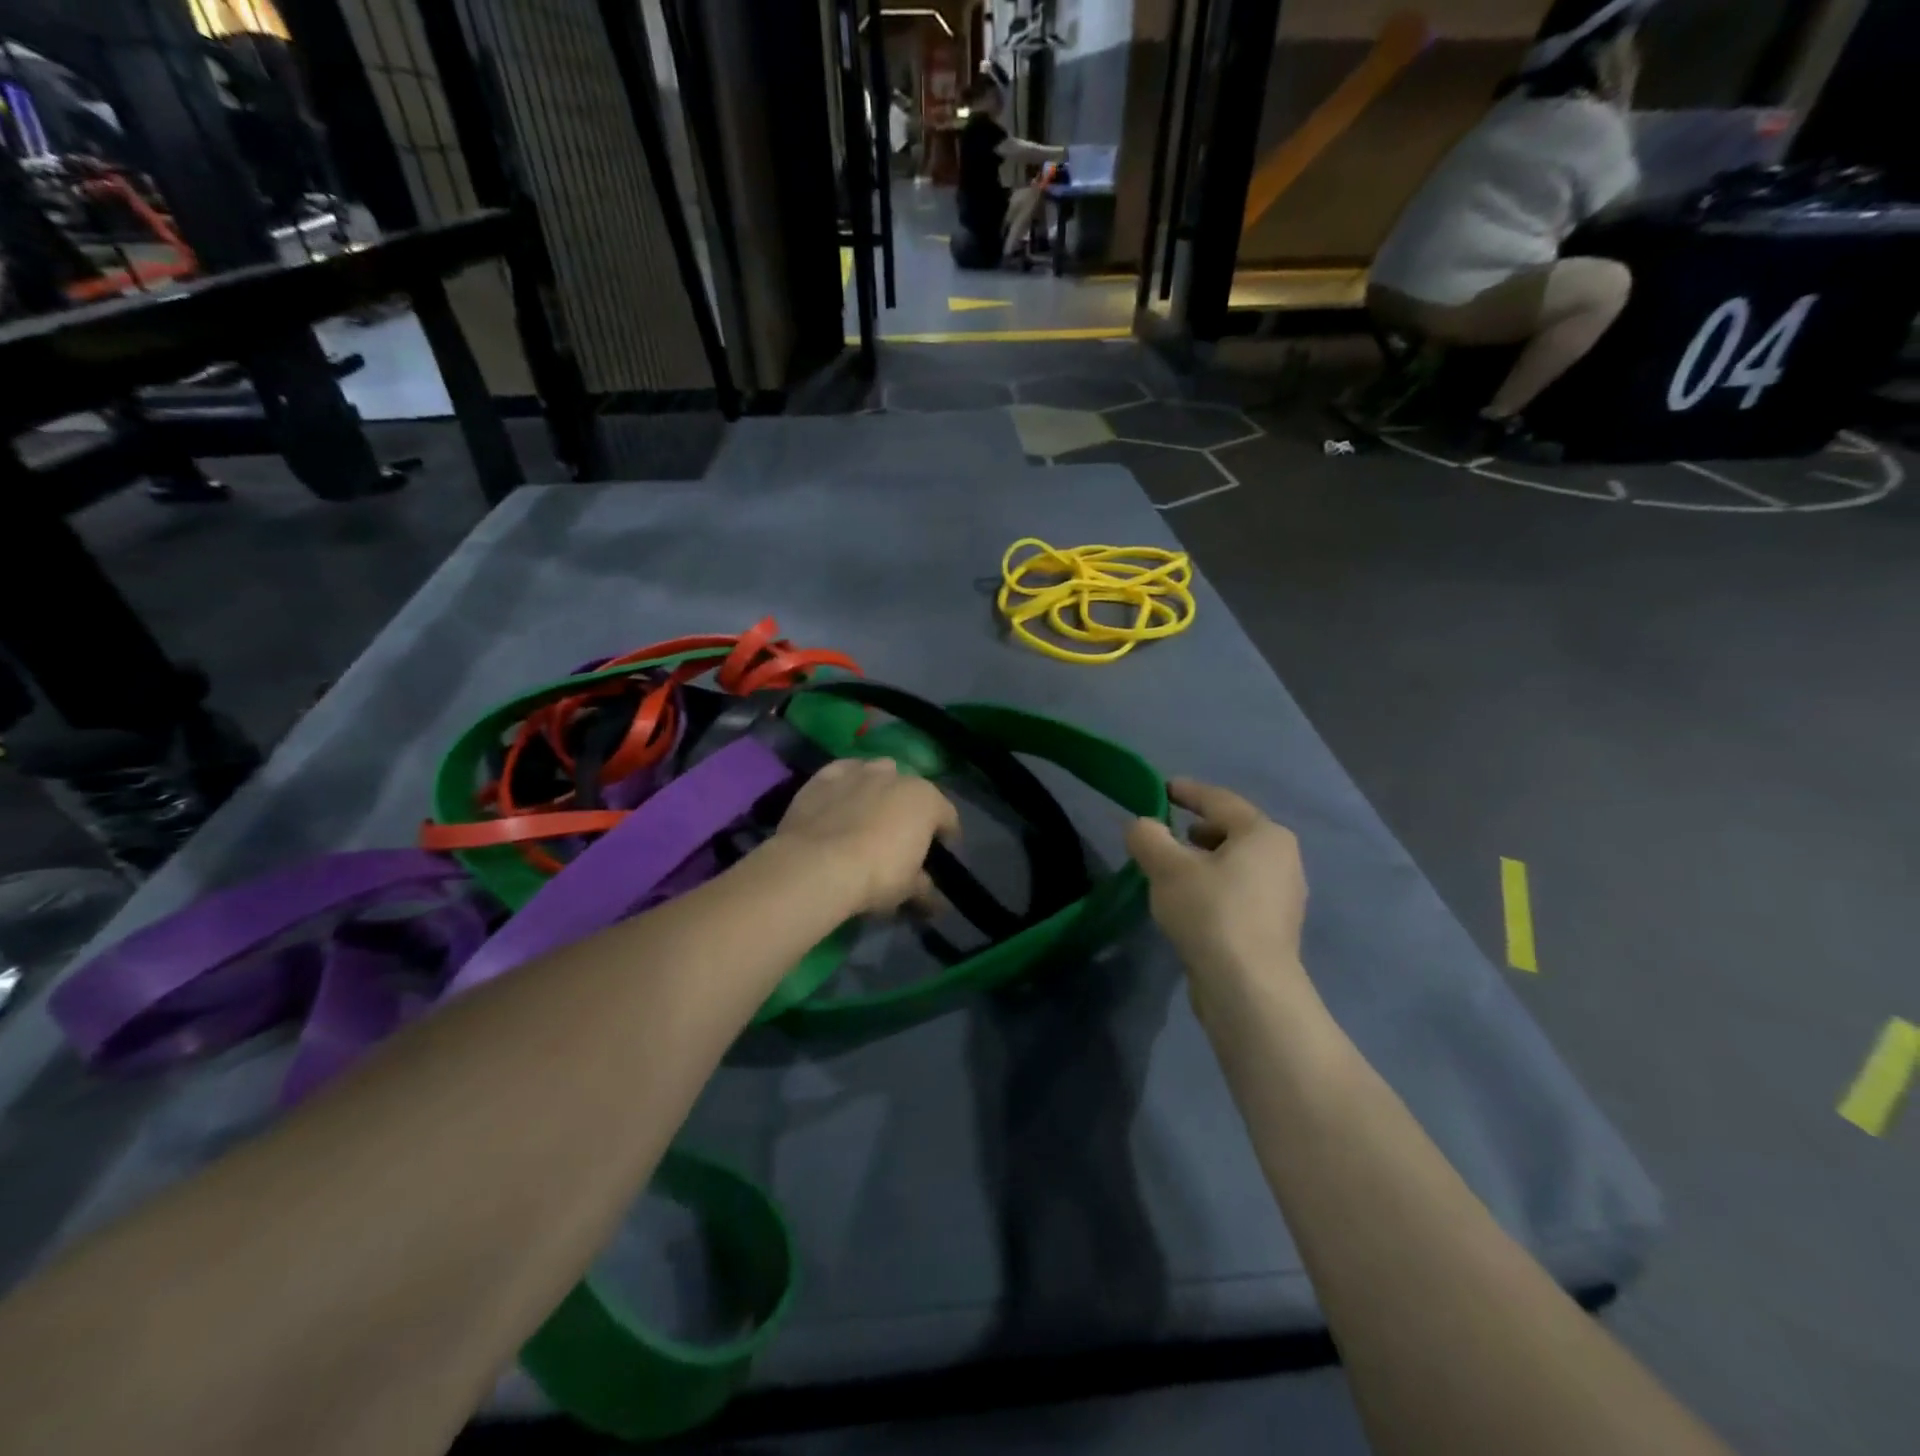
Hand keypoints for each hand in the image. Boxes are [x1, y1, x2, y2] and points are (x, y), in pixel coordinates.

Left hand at [772, 757, 960, 915]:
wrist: (817, 865)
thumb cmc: (876, 875)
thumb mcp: (908, 889)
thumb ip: (925, 889)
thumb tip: (935, 901)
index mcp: (926, 800)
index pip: (947, 817)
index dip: (946, 837)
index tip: (938, 856)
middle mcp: (896, 776)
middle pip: (911, 791)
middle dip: (910, 811)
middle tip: (899, 838)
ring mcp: (859, 772)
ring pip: (878, 773)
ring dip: (879, 790)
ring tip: (869, 816)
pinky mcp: (825, 776)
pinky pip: (843, 774)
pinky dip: (846, 785)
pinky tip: (840, 803)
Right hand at [1125, 778, 1311, 1000]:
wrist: (1247, 988)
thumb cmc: (1210, 912)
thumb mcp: (1166, 867)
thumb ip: (1148, 837)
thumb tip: (1141, 826)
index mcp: (1264, 834)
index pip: (1219, 800)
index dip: (1187, 792)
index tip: (1161, 788)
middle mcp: (1283, 859)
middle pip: (1232, 832)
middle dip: (1196, 829)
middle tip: (1166, 833)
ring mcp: (1283, 897)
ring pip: (1236, 865)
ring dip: (1204, 861)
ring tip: (1171, 870)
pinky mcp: (1274, 929)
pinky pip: (1238, 892)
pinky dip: (1214, 887)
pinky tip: (1189, 903)